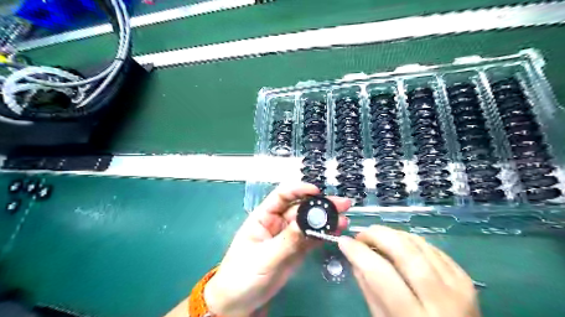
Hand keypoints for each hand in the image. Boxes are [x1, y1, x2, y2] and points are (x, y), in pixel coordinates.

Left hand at [206, 183, 351, 316]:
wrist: (240, 303)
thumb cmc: (242, 275)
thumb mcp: (263, 257)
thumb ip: (286, 241)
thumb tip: (306, 223)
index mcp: (263, 217)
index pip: (281, 196)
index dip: (299, 190)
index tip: (317, 191)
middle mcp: (277, 223)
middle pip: (300, 208)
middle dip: (320, 204)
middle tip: (342, 204)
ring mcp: (288, 237)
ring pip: (308, 223)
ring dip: (325, 220)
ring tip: (344, 219)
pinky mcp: (296, 251)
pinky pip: (311, 239)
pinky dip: (323, 235)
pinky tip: (336, 231)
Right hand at [337, 225, 477, 316]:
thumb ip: (369, 290)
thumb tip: (354, 257)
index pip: (382, 275)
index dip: (359, 253)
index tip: (344, 241)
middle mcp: (442, 301)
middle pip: (405, 252)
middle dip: (378, 235)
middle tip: (361, 235)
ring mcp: (458, 286)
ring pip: (419, 244)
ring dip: (392, 234)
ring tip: (376, 237)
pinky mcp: (464, 277)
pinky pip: (432, 247)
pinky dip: (410, 240)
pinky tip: (398, 244)